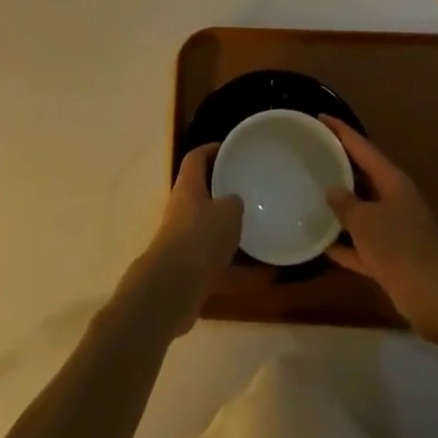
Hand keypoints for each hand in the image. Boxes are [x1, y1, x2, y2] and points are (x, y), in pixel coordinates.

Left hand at [128, 144, 242, 337]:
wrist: (172, 288)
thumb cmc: (200, 237)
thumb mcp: (228, 211)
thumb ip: (234, 202)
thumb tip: (234, 202)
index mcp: (188, 187)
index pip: (196, 158)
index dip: (211, 150)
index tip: (231, 149)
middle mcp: (182, 211)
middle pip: (202, 194)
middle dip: (224, 193)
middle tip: (249, 191)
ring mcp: (183, 242)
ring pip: (210, 231)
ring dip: (231, 234)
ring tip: (260, 233)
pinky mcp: (189, 271)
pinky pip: (218, 264)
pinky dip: (238, 270)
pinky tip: (264, 275)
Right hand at [321, 115, 437, 341]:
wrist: (436, 297)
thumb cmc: (399, 247)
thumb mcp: (365, 220)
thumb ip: (345, 203)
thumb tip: (332, 190)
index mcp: (392, 180)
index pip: (362, 147)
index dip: (341, 131)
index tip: (320, 118)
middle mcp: (395, 199)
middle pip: (363, 176)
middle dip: (339, 166)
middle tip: (311, 154)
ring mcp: (395, 229)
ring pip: (363, 211)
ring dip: (341, 207)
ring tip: (311, 195)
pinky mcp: (392, 257)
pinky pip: (363, 244)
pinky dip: (346, 244)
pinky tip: (322, 244)